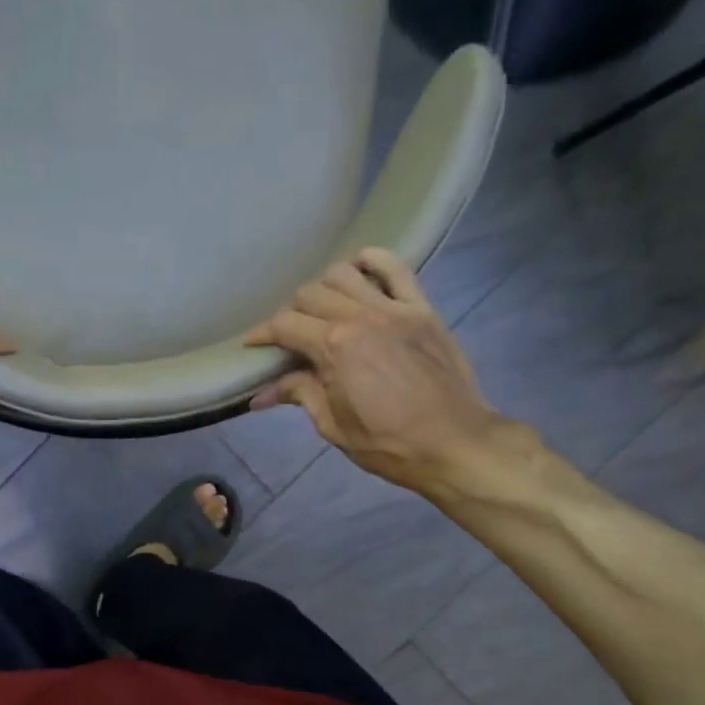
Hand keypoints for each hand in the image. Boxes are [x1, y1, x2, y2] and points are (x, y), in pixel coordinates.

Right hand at [245, 248, 530, 500]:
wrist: (452, 442)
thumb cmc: (386, 443)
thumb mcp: (333, 425)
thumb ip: (299, 395)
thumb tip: (260, 395)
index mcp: (334, 347)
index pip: (285, 326)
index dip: (262, 334)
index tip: (252, 345)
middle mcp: (360, 317)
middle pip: (311, 294)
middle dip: (291, 313)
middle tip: (289, 338)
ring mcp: (394, 308)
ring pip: (345, 273)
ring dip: (325, 287)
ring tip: (322, 308)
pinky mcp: (422, 309)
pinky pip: (396, 268)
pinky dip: (373, 261)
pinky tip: (359, 269)